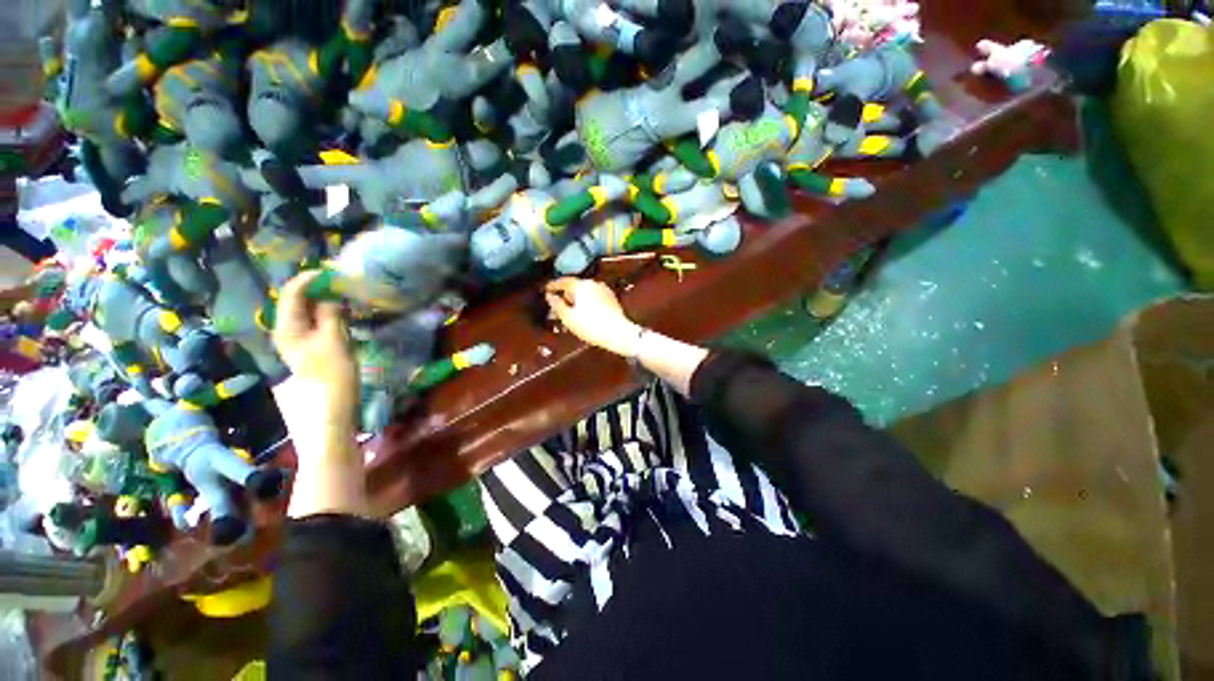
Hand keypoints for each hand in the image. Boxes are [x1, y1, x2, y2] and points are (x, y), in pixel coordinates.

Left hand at [273, 271, 357, 435]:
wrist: (330, 412)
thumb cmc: (332, 376)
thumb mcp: (334, 341)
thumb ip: (330, 314)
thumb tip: (330, 293)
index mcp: (287, 328)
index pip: (292, 293)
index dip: (310, 279)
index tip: (333, 271)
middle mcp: (287, 332)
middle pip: (298, 301)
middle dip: (318, 289)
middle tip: (343, 282)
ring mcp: (298, 342)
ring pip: (308, 313)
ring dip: (325, 302)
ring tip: (346, 296)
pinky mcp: (311, 350)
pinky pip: (316, 324)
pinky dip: (329, 315)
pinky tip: (344, 315)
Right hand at [545, 278, 640, 356]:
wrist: (618, 333)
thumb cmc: (590, 326)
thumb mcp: (568, 318)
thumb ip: (556, 305)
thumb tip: (549, 296)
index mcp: (581, 285)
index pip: (563, 281)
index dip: (553, 285)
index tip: (546, 290)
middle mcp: (593, 283)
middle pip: (575, 287)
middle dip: (566, 296)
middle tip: (558, 307)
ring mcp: (604, 290)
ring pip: (585, 292)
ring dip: (577, 300)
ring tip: (571, 312)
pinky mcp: (611, 298)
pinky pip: (594, 297)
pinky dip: (587, 302)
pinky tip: (585, 313)